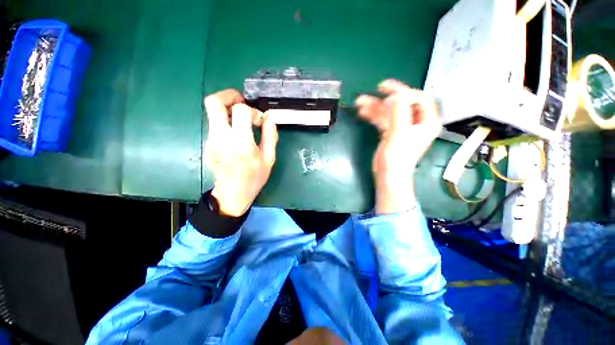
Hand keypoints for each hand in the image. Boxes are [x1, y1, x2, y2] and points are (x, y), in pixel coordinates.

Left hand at [204, 89, 277, 216]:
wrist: (232, 194)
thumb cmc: (254, 178)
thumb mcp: (269, 159)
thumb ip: (270, 135)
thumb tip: (270, 117)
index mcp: (241, 143)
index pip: (240, 110)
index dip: (252, 110)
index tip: (259, 121)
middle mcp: (221, 138)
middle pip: (213, 102)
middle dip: (229, 95)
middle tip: (242, 101)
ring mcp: (211, 140)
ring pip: (212, 111)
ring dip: (228, 109)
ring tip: (243, 120)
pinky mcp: (208, 143)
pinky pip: (215, 123)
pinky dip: (226, 120)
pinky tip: (237, 132)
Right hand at [355, 80, 441, 213]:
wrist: (388, 175)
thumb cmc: (397, 158)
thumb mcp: (399, 134)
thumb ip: (399, 112)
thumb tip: (394, 96)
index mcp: (426, 122)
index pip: (420, 99)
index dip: (405, 93)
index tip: (389, 92)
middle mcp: (416, 122)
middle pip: (403, 103)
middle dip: (388, 97)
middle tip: (376, 89)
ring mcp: (402, 127)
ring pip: (390, 111)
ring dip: (376, 106)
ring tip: (360, 102)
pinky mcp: (390, 133)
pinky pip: (382, 120)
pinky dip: (373, 115)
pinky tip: (363, 112)